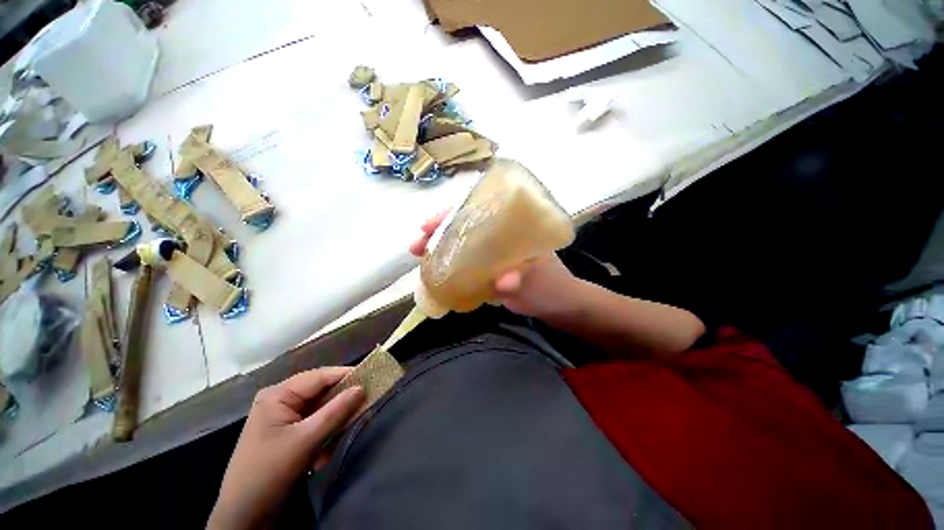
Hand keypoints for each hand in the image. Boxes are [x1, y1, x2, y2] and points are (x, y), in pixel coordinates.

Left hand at [208, 368, 364, 529]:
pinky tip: (321, 457)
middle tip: (362, 410)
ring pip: (322, 411)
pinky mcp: (289, 433)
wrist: (244, 516)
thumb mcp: (305, 441)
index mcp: (279, 395)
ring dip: (332, 427)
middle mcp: (282, 400)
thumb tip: (362, 388)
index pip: (320, 376)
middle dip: (340, 406)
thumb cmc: (268, 473)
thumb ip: (336, 412)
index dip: (347, 376)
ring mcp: (285, 417)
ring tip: (335, 443)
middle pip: (322, 393)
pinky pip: (316, 426)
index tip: (372, 379)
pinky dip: (324, 438)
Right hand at [410, 211, 580, 319]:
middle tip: (417, 243)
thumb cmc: (554, 290)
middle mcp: (501, 235)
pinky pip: (466, 262)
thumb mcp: (539, 285)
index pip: (481, 209)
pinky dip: (450, 265)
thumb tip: (500, 282)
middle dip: (439, 231)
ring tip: (419, 256)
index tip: (430, 224)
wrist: (559, 307)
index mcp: (515, 227)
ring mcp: (494, 252)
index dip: (454, 213)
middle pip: (465, 225)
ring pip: (463, 243)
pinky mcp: (490, 268)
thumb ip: (522, 283)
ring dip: (440, 248)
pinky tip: (435, 273)